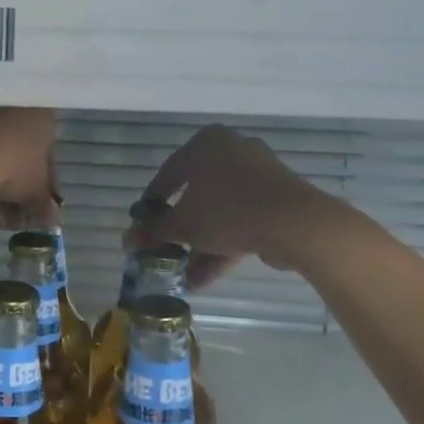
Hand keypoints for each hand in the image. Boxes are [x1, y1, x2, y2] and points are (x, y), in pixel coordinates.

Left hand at [0, 107, 59, 229]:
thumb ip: (43, 206)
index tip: (34, 207)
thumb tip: (51, 219)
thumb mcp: (34, 192)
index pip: (48, 155)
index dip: (42, 187)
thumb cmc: (13, 164)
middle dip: (15, 194)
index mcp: (41, 115)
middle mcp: (12, 107)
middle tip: (13, 219)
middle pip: (18, 157)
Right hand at [132, 125, 323, 288]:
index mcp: (205, 144)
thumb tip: (129, 240)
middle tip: (164, 251)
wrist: (294, 222)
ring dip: (200, 244)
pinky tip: (205, 278)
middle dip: (179, 230)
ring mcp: (259, 175)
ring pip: (220, 211)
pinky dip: (224, 244)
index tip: (142, 226)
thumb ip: (155, 231)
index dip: (151, 203)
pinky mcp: (277, 199)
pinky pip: (242, 219)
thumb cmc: (226, 211)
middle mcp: (232, 151)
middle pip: (196, 194)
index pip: (168, 173)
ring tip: (184, 276)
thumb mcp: (182, 225)